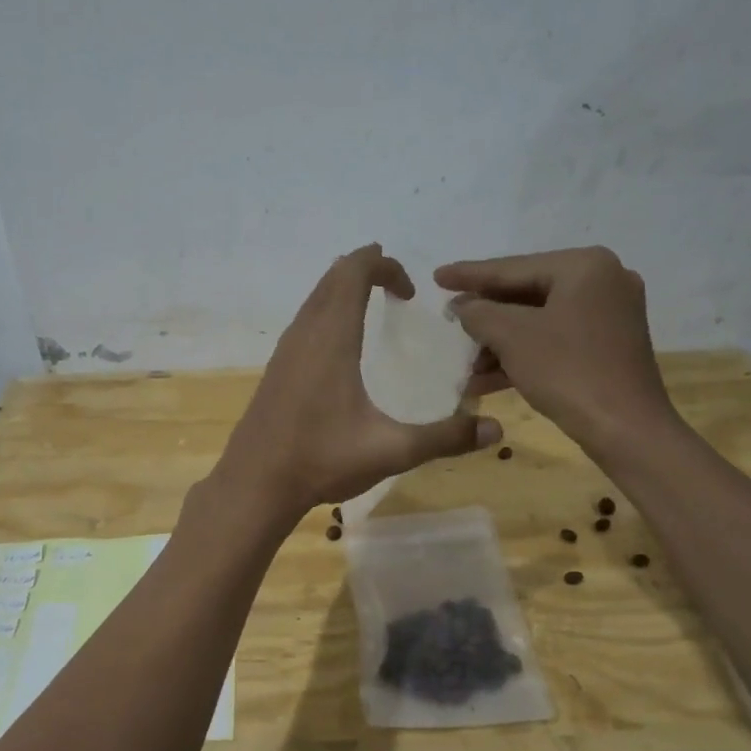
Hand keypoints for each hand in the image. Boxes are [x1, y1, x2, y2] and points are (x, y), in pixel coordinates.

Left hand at [215, 245, 501, 519]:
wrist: (255, 483)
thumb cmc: (321, 459)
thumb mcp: (391, 451)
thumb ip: (444, 438)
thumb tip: (495, 430)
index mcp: (332, 339)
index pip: (354, 273)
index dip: (385, 267)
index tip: (410, 293)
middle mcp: (305, 334)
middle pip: (332, 277)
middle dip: (366, 269)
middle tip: (397, 284)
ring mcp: (285, 350)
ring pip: (315, 298)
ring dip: (342, 288)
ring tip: (372, 302)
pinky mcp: (276, 369)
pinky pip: (304, 320)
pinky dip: (327, 310)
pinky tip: (341, 344)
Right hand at [435, 247, 676, 454]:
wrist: (626, 429)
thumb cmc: (568, 371)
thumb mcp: (512, 337)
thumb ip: (479, 313)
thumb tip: (462, 305)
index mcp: (584, 266)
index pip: (512, 268)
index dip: (469, 275)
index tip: (437, 276)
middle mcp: (602, 281)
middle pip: (526, 293)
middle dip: (485, 315)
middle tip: (448, 317)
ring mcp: (609, 314)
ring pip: (539, 320)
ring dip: (499, 342)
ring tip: (464, 360)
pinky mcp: (608, 345)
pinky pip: (555, 339)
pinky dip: (523, 355)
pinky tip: (486, 378)